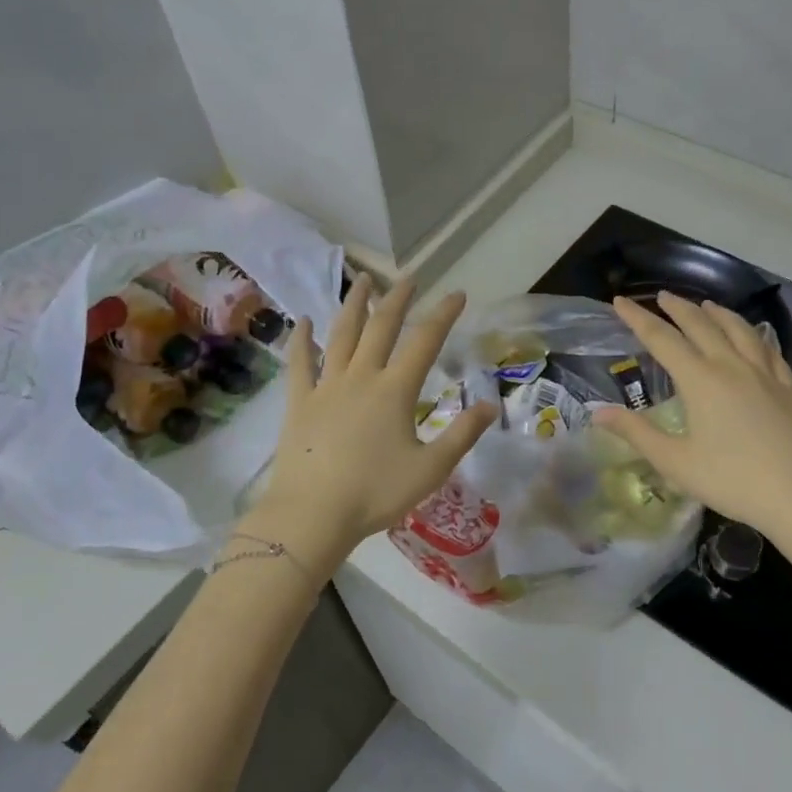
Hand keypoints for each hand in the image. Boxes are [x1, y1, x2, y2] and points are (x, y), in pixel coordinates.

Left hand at [252, 278, 497, 568]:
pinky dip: (302, 339)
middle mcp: (362, 377)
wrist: (313, 513)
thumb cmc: (375, 493)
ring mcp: (326, 386)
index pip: (425, 342)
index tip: (457, 294)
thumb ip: (462, 435)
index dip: (443, 315)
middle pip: (381, 327)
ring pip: (342, 334)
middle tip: (409, 278)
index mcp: (395, 390)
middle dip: (398, 299)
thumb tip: (491, 406)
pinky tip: (303, 321)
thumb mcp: (430, 469)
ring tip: (363, 280)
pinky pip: (299, 362)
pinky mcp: (299, 401)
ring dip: (354, 304)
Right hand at [594, 293, 791, 546]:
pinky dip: (754, 335)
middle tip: (662, 296)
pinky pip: (768, 349)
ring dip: (718, 313)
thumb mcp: (675, 462)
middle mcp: (731, 366)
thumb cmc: (733, 480)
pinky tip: (753, 337)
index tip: (620, 301)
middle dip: (678, 308)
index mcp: (700, 380)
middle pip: (701, 325)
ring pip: (738, 330)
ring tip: (706, 305)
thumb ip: (637, 433)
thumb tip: (598, 412)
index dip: (638, 318)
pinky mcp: (787, 388)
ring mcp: (764, 374)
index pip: (662, 339)